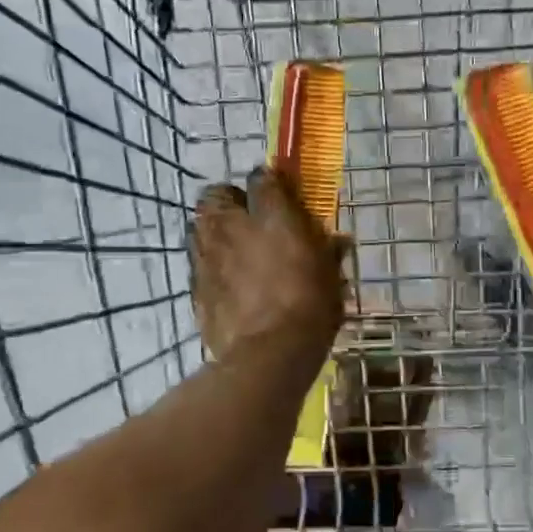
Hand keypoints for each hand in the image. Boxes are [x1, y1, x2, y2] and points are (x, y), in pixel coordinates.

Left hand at [191, 166, 348, 362]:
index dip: (269, 182)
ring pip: (199, 225)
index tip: (278, 192)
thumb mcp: (331, 277)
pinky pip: (198, 262)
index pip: (262, 178)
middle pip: (216, 194)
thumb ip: (328, 251)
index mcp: (272, 217)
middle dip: (229, 200)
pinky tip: (225, 281)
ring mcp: (208, 254)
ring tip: (231, 248)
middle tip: (247, 218)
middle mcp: (233, 226)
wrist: (268, 353)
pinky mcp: (195, 284)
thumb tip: (338, 241)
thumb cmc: (310, 309)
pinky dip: (210, 264)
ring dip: (214, 230)